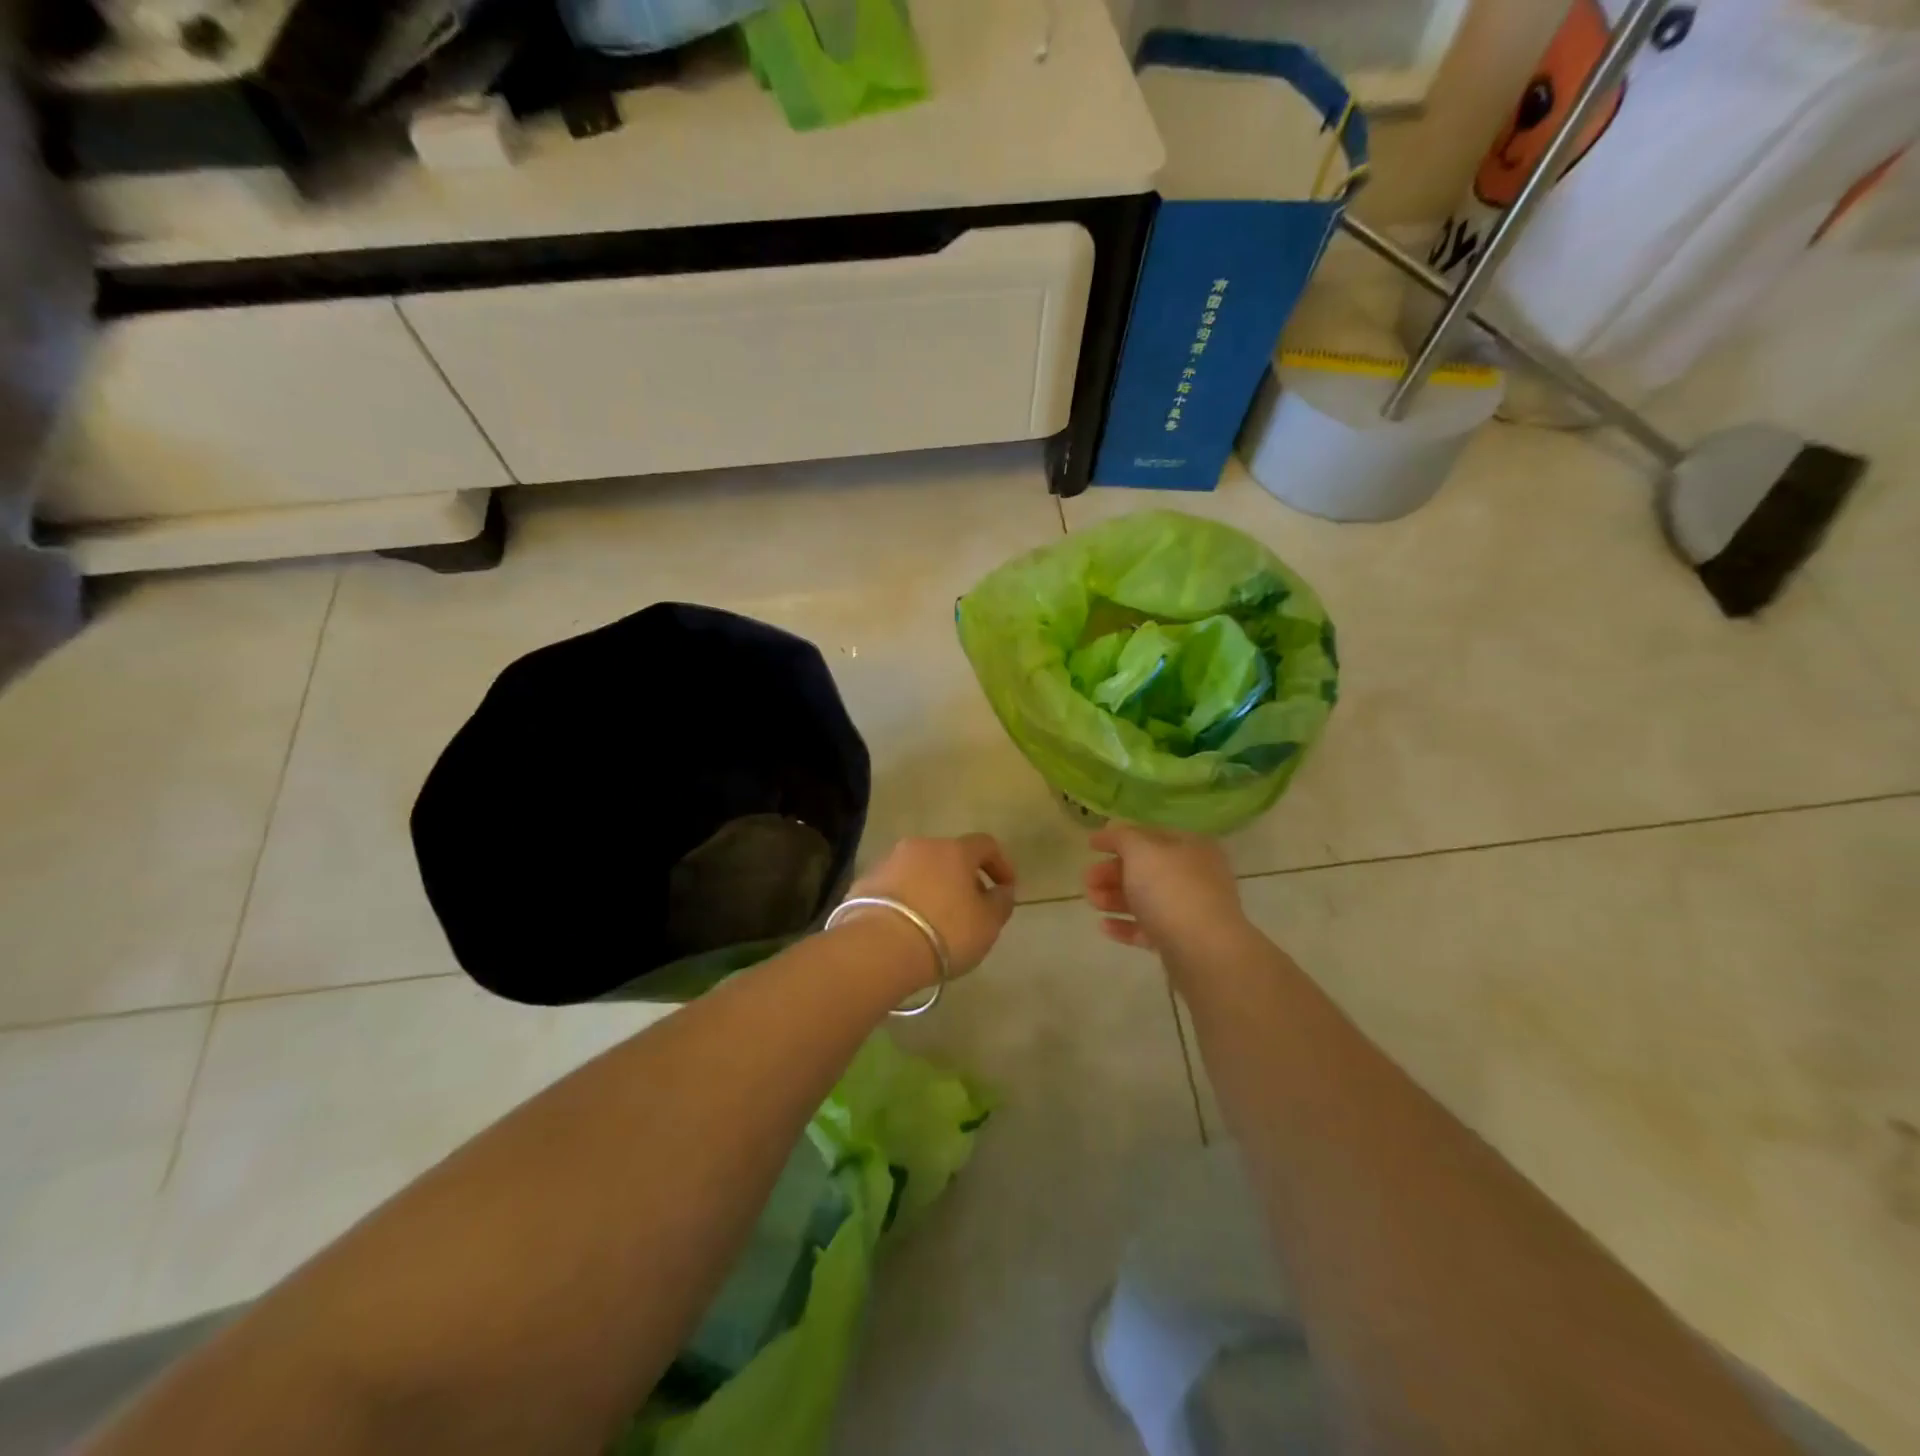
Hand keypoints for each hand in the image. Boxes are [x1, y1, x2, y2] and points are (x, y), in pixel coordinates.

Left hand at [846, 834, 1017, 979]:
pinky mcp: (863, 882)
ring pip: (919, 869)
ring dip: (932, 887)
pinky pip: (895, 886)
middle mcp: (920, 846)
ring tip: (937, 920)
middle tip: (971, 908)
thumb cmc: (944, 932)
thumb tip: (1003, 890)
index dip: (1000, 864)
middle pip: (949, 856)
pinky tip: (908, 926)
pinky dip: (907, 899)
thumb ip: (1001, 903)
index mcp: (954, 850)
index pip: (985, 844)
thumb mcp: (987, 925)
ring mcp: (888, 861)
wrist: (878, 947)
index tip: (1006, 889)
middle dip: (963, 878)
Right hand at [1085, 824, 1248, 953]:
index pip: (1150, 835)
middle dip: (1112, 872)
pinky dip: (1126, 925)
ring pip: (1146, 899)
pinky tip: (1104, 926)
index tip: (1090, 846)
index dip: (1119, 838)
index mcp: (1191, 847)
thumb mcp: (1141, 851)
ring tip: (1091, 902)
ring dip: (1115, 898)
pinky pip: (1149, 928)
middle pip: (1146, 869)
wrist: (1203, 951)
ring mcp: (1191, 910)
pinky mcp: (1182, 941)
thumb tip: (1111, 829)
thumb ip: (1122, 836)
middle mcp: (1195, 875)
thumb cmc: (1171, 890)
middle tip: (1087, 880)